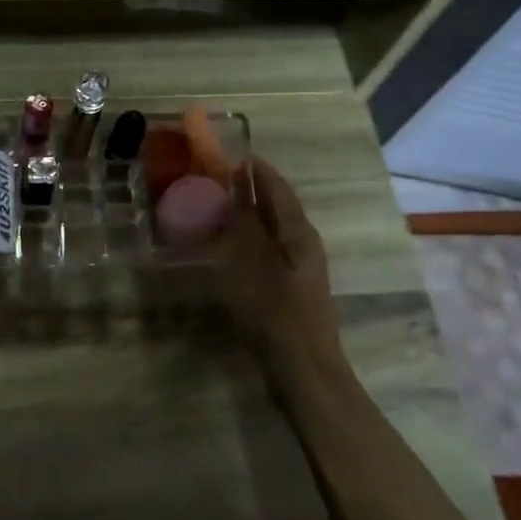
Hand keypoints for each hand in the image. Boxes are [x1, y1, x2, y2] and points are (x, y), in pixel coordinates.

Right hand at [221, 156, 347, 376]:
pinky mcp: (289, 286)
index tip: (231, 151)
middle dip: (250, 188)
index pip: (277, 186)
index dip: (256, 168)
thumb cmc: (276, 312)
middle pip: (276, 205)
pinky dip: (247, 235)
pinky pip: (267, 247)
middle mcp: (303, 242)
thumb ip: (245, 225)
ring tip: (216, 203)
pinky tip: (227, 242)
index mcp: (299, 232)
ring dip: (248, 212)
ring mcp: (298, 266)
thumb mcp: (253, 263)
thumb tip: (237, 189)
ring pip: (272, 227)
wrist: (304, 368)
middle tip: (216, 176)